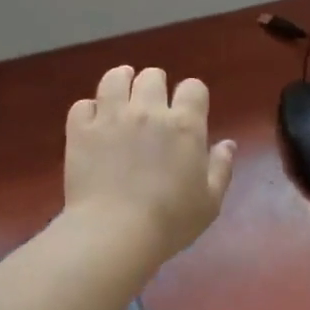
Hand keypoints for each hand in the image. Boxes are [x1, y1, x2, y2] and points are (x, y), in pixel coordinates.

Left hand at [64, 66, 234, 263]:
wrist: (115, 233)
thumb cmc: (171, 221)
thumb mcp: (210, 201)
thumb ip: (221, 167)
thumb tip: (228, 144)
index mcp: (184, 125)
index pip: (193, 87)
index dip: (192, 94)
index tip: (189, 108)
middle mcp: (148, 111)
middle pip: (152, 76)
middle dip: (156, 84)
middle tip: (153, 102)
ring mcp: (111, 117)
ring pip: (114, 78)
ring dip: (121, 81)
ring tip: (122, 93)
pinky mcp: (81, 131)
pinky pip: (82, 105)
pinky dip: (89, 109)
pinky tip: (93, 121)